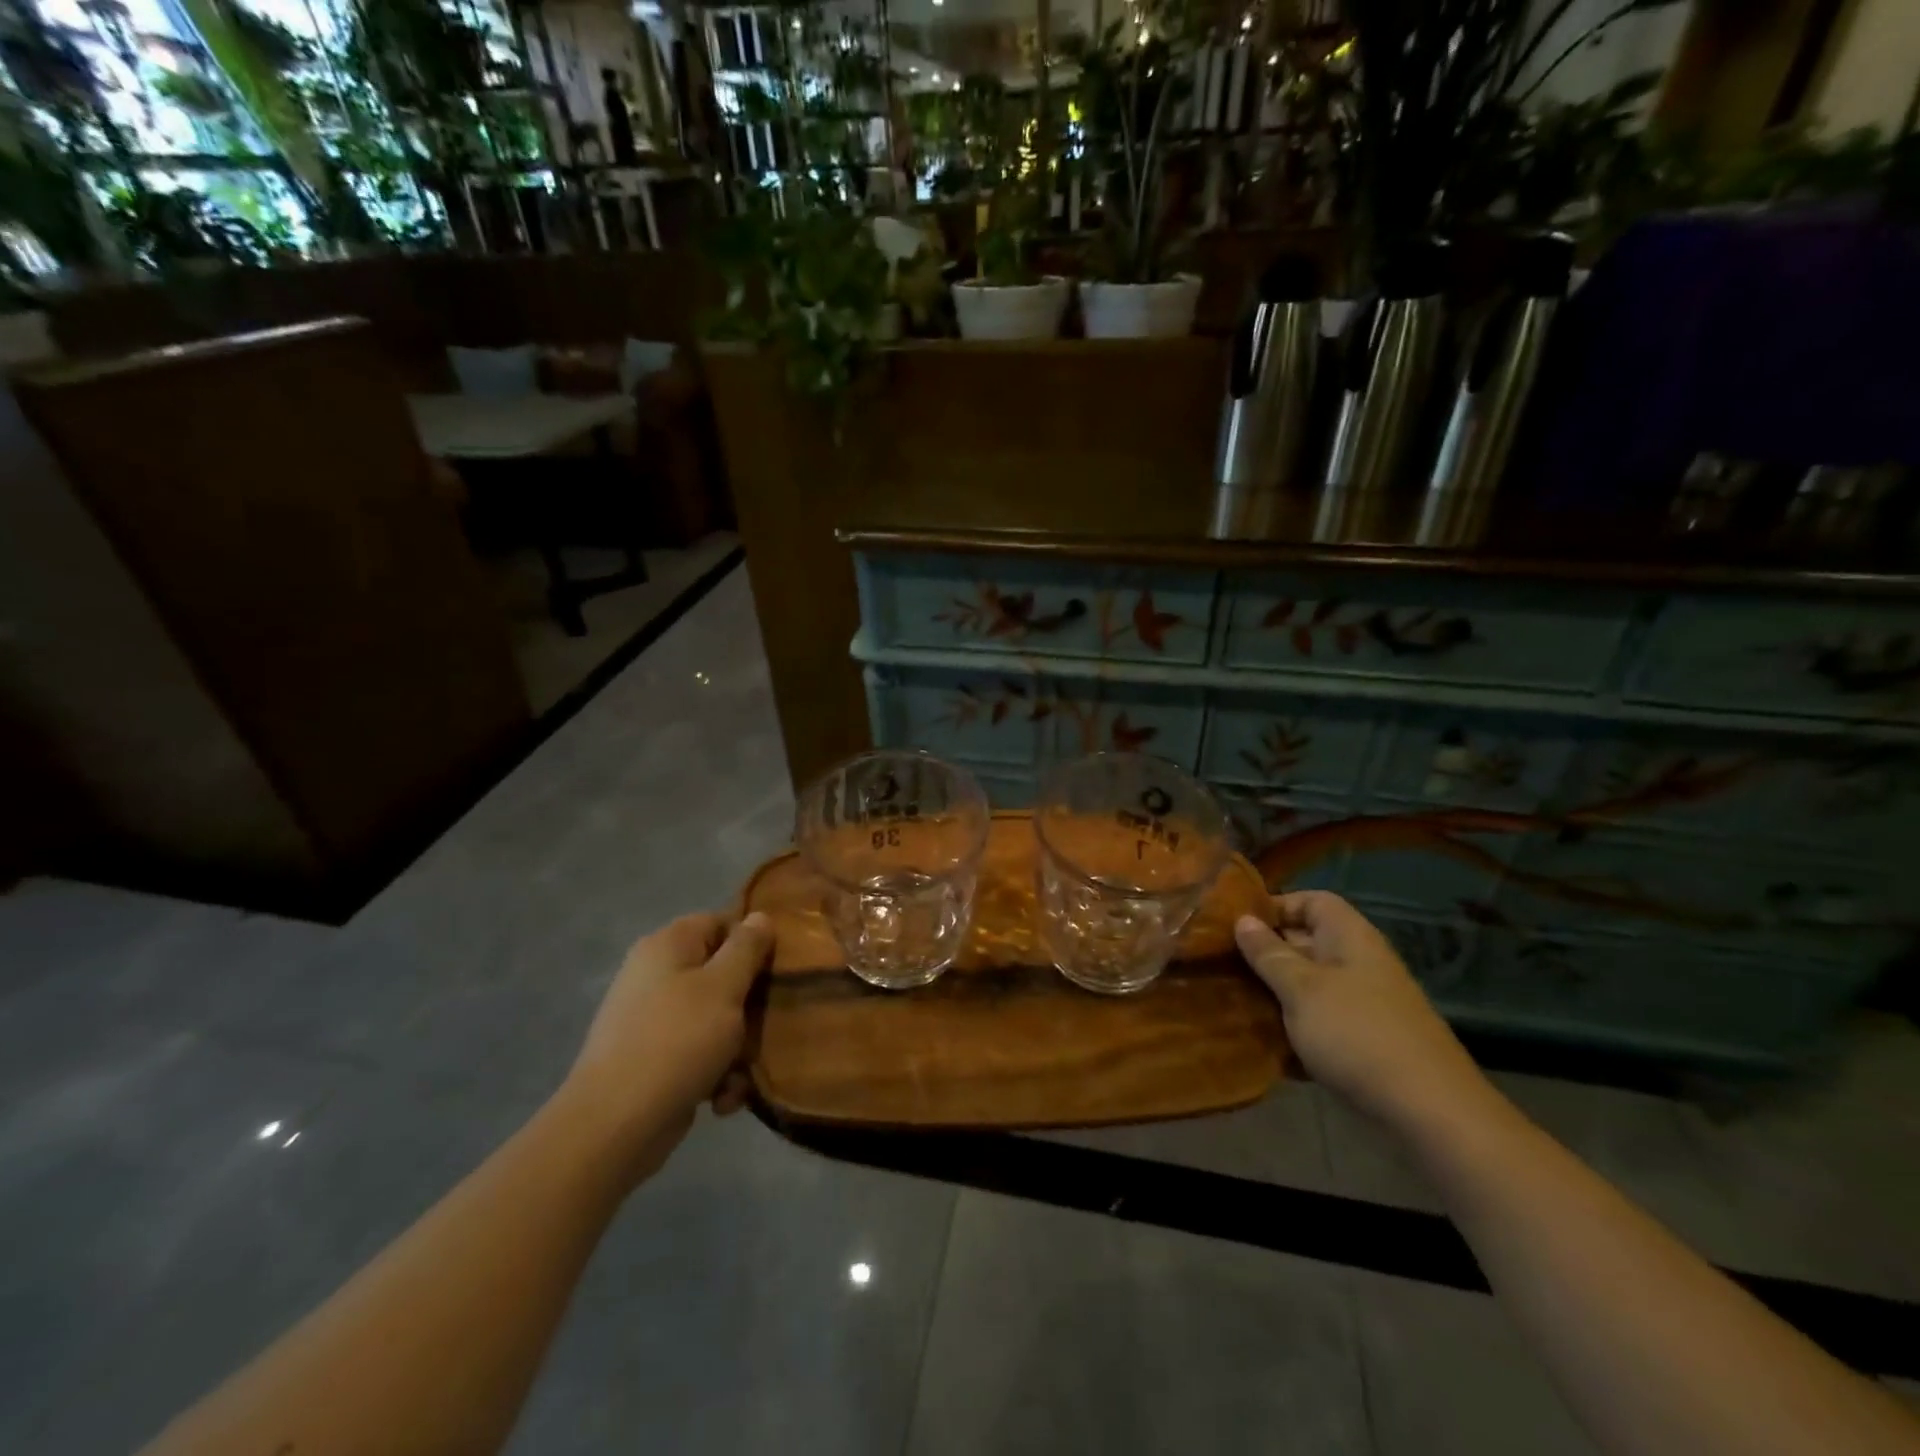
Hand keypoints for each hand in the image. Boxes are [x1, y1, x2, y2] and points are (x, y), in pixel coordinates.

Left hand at [559, 912, 771, 1182]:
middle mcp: (655, 974)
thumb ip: (747, 948)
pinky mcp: (651, 1059)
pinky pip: (696, 1053)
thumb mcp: (724, 987)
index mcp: (668, 944)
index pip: (722, 922)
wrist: (615, 1125)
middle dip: (748, 1007)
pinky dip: (714, 1074)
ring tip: (740, 1075)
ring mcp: (650, 1018)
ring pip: (714, 1018)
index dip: (753, 943)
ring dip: (735, 1048)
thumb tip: (760, 916)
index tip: (777, 971)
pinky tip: (720, 1100)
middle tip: (766, 1027)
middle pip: (721, 974)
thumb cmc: (677, 1042)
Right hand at [1235, 891, 1491, 1131]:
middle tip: (1222, 965)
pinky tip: (1264, 1044)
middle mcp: (1359, 963)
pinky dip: (1294, 1029)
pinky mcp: (1363, 1042)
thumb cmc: (1357, 1034)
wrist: (1429, 1113)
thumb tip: (1242, 920)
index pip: (1312, 901)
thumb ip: (1269, 954)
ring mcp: (1364, 1004)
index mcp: (1350, 937)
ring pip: (1308, 986)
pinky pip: (1320, 1022)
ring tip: (1234, 1002)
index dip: (1275, 906)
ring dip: (1275, 994)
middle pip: (1306, 943)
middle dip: (1265, 953)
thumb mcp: (1301, 989)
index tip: (1236, 926)